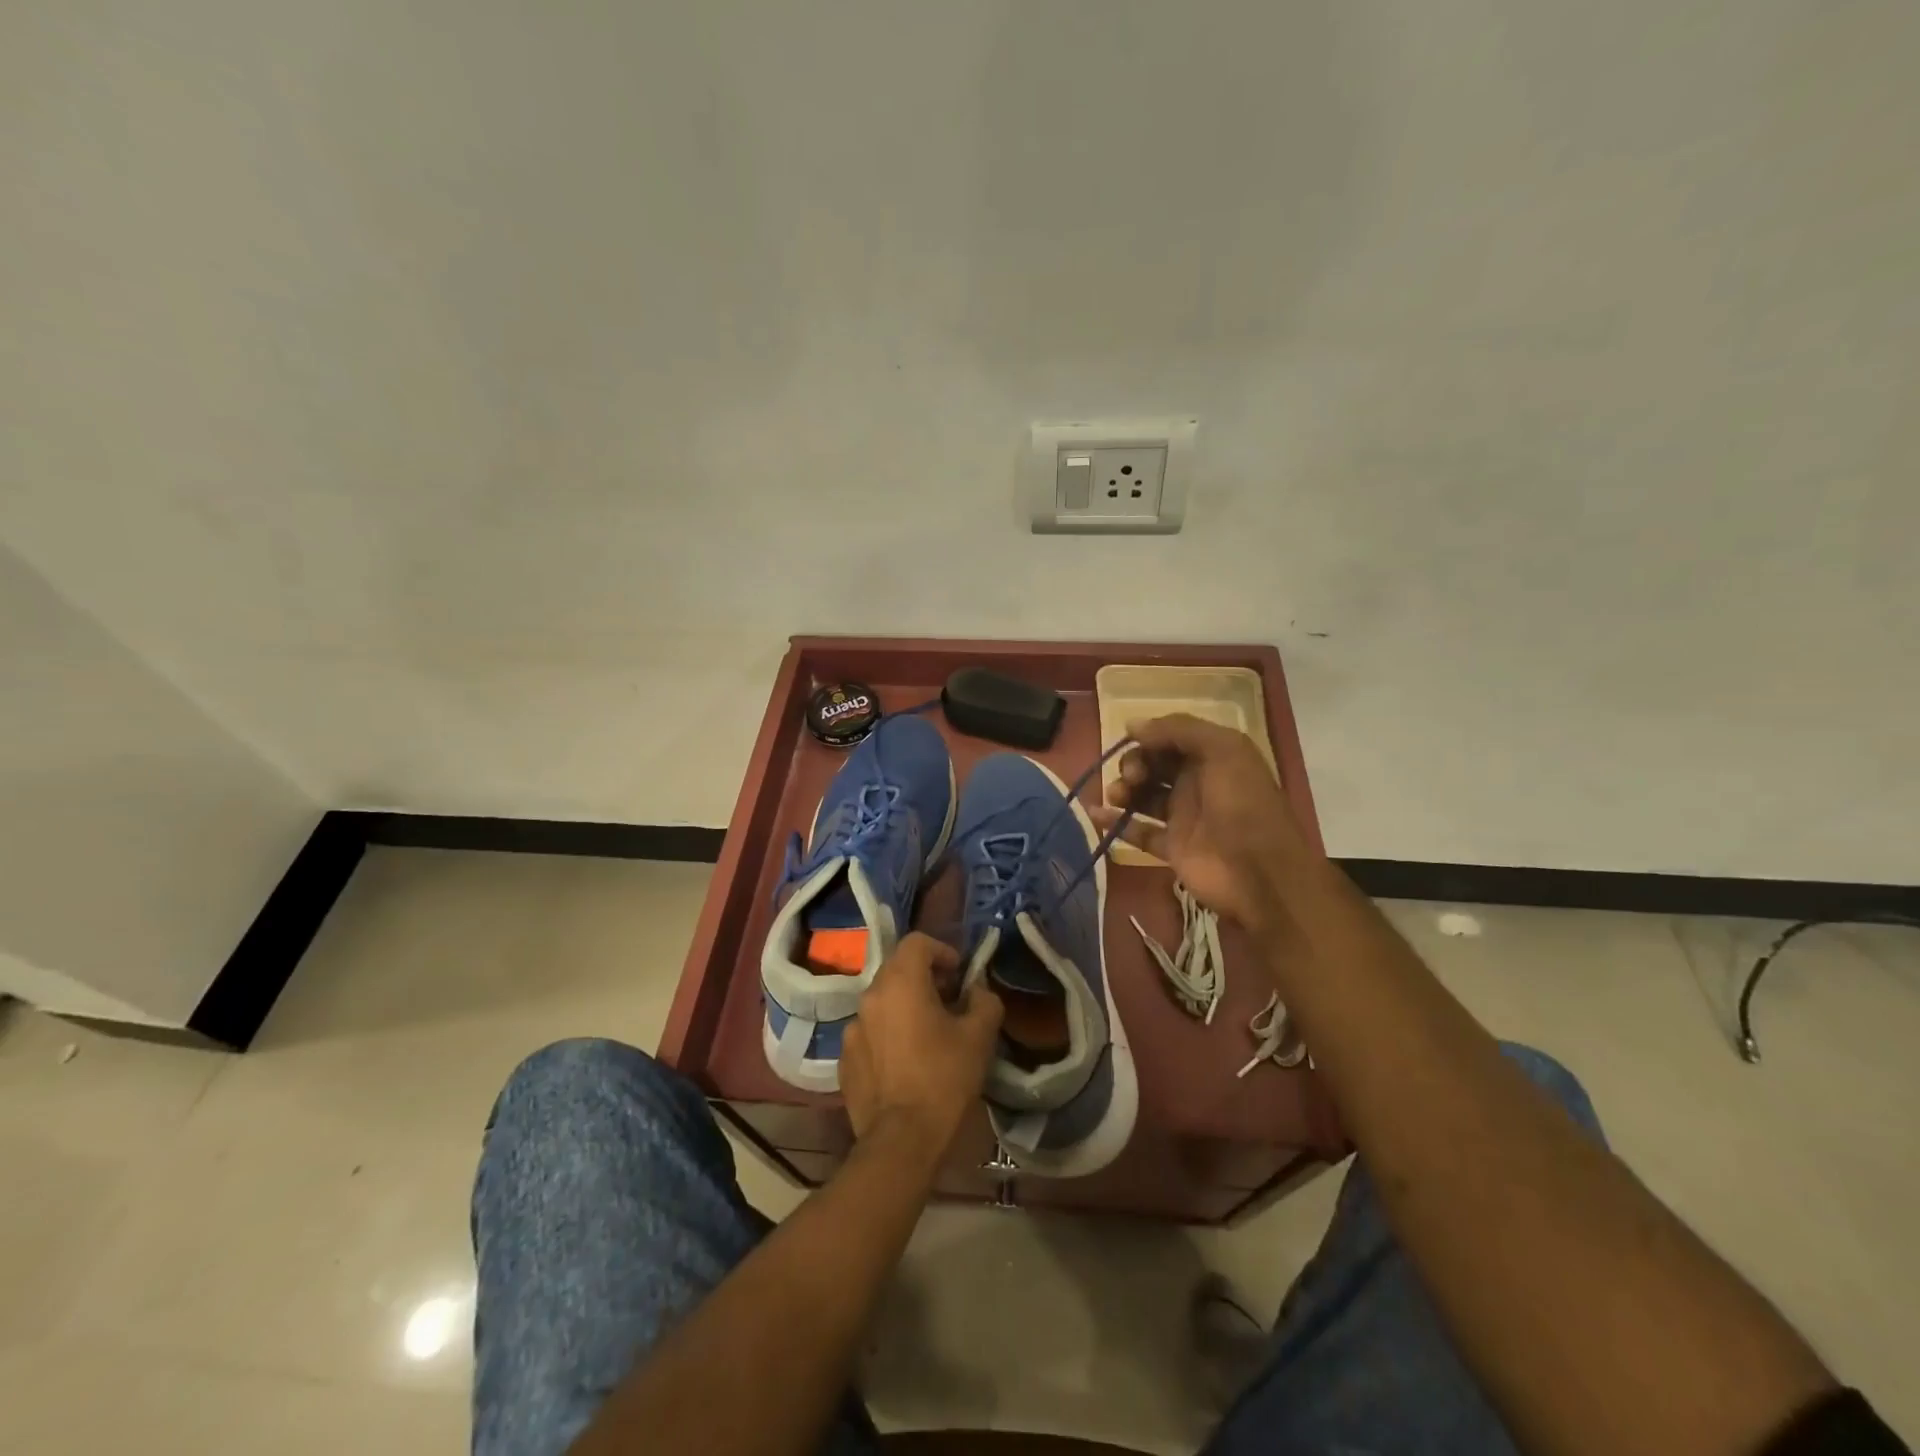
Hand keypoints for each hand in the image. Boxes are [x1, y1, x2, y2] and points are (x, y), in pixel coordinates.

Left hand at [840, 933, 1003, 1156]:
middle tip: (949, 1003)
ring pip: (882, 1003)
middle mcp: (870, 997)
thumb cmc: (944, 1079)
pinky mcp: (844, 1059)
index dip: (942, 951)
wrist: (902, 1141)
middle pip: (897, 970)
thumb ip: (984, 1001)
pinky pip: (870, 1033)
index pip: (917, 942)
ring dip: (905, 1008)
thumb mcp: (980, 1036)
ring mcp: (852, 1029)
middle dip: (925, 979)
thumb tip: (977, 991)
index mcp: (900, 982)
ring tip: (928, 1035)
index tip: (959, 975)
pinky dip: (888, 1035)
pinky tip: (906, 1063)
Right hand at [1091, 713, 1312, 929]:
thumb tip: (1133, 725)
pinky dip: (1115, 822)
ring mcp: (1183, 816)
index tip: (1130, 740)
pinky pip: (1137, 830)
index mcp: (1214, 756)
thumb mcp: (1223, 750)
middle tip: (1132, 776)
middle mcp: (1197, 782)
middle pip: (1154, 764)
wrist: (1261, 874)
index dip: (1149, 736)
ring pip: (1143, 795)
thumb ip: (1178, 730)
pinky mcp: (1171, 848)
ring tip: (1116, 795)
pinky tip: (1095, 814)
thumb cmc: (1244, 804)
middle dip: (1135, 763)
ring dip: (1123, 789)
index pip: (1172, 737)